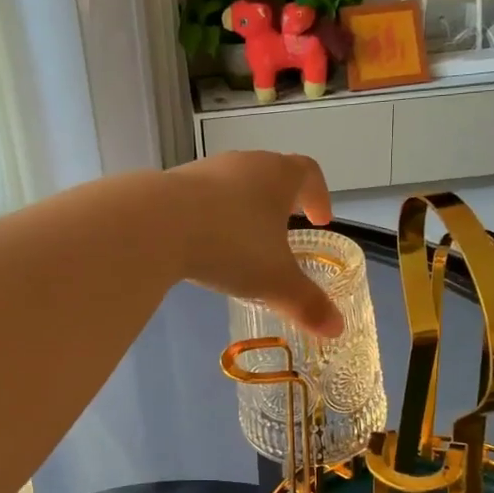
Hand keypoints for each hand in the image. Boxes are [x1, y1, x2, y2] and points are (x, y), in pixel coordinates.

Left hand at [165, 151, 342, 336]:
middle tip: (284, 229)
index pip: (309, 173)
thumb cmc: (230, 244)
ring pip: (233, 184)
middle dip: (281, 202)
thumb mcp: (275, 281)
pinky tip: (202, 244)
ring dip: (243, 208)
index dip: (319, 196)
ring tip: (242, 242)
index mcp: (278, 176)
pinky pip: (200, 198)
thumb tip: (337, 329)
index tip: (320, 220)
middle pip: (271, 173)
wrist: (155, 224)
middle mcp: (244, 163)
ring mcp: (204, 170)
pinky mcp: (171, 183)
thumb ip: (307, 304)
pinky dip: (210, 216)